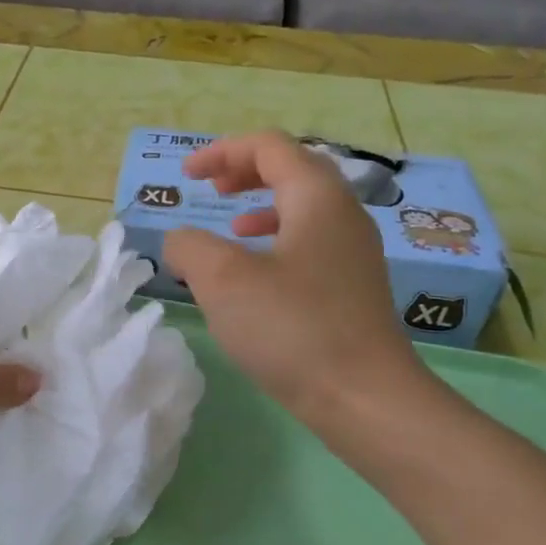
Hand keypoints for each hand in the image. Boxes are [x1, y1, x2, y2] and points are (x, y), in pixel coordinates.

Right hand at [164, 131, 428, 431]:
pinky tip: (256, 275)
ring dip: (262, 206)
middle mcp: (343, 214)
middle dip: (245, 172)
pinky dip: (276, 241)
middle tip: (210, 189)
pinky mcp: (352, 287)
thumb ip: (190, 246)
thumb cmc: (292, 327)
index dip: (222, 152)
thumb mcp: (222, 279)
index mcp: (317, 198)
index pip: (270, 147)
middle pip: (293, 169)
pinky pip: (310, 242)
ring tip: (231, 225)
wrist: (364, 397)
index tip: (186, 176)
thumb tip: (181, 242)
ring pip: (304, 208)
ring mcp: (353, 253)